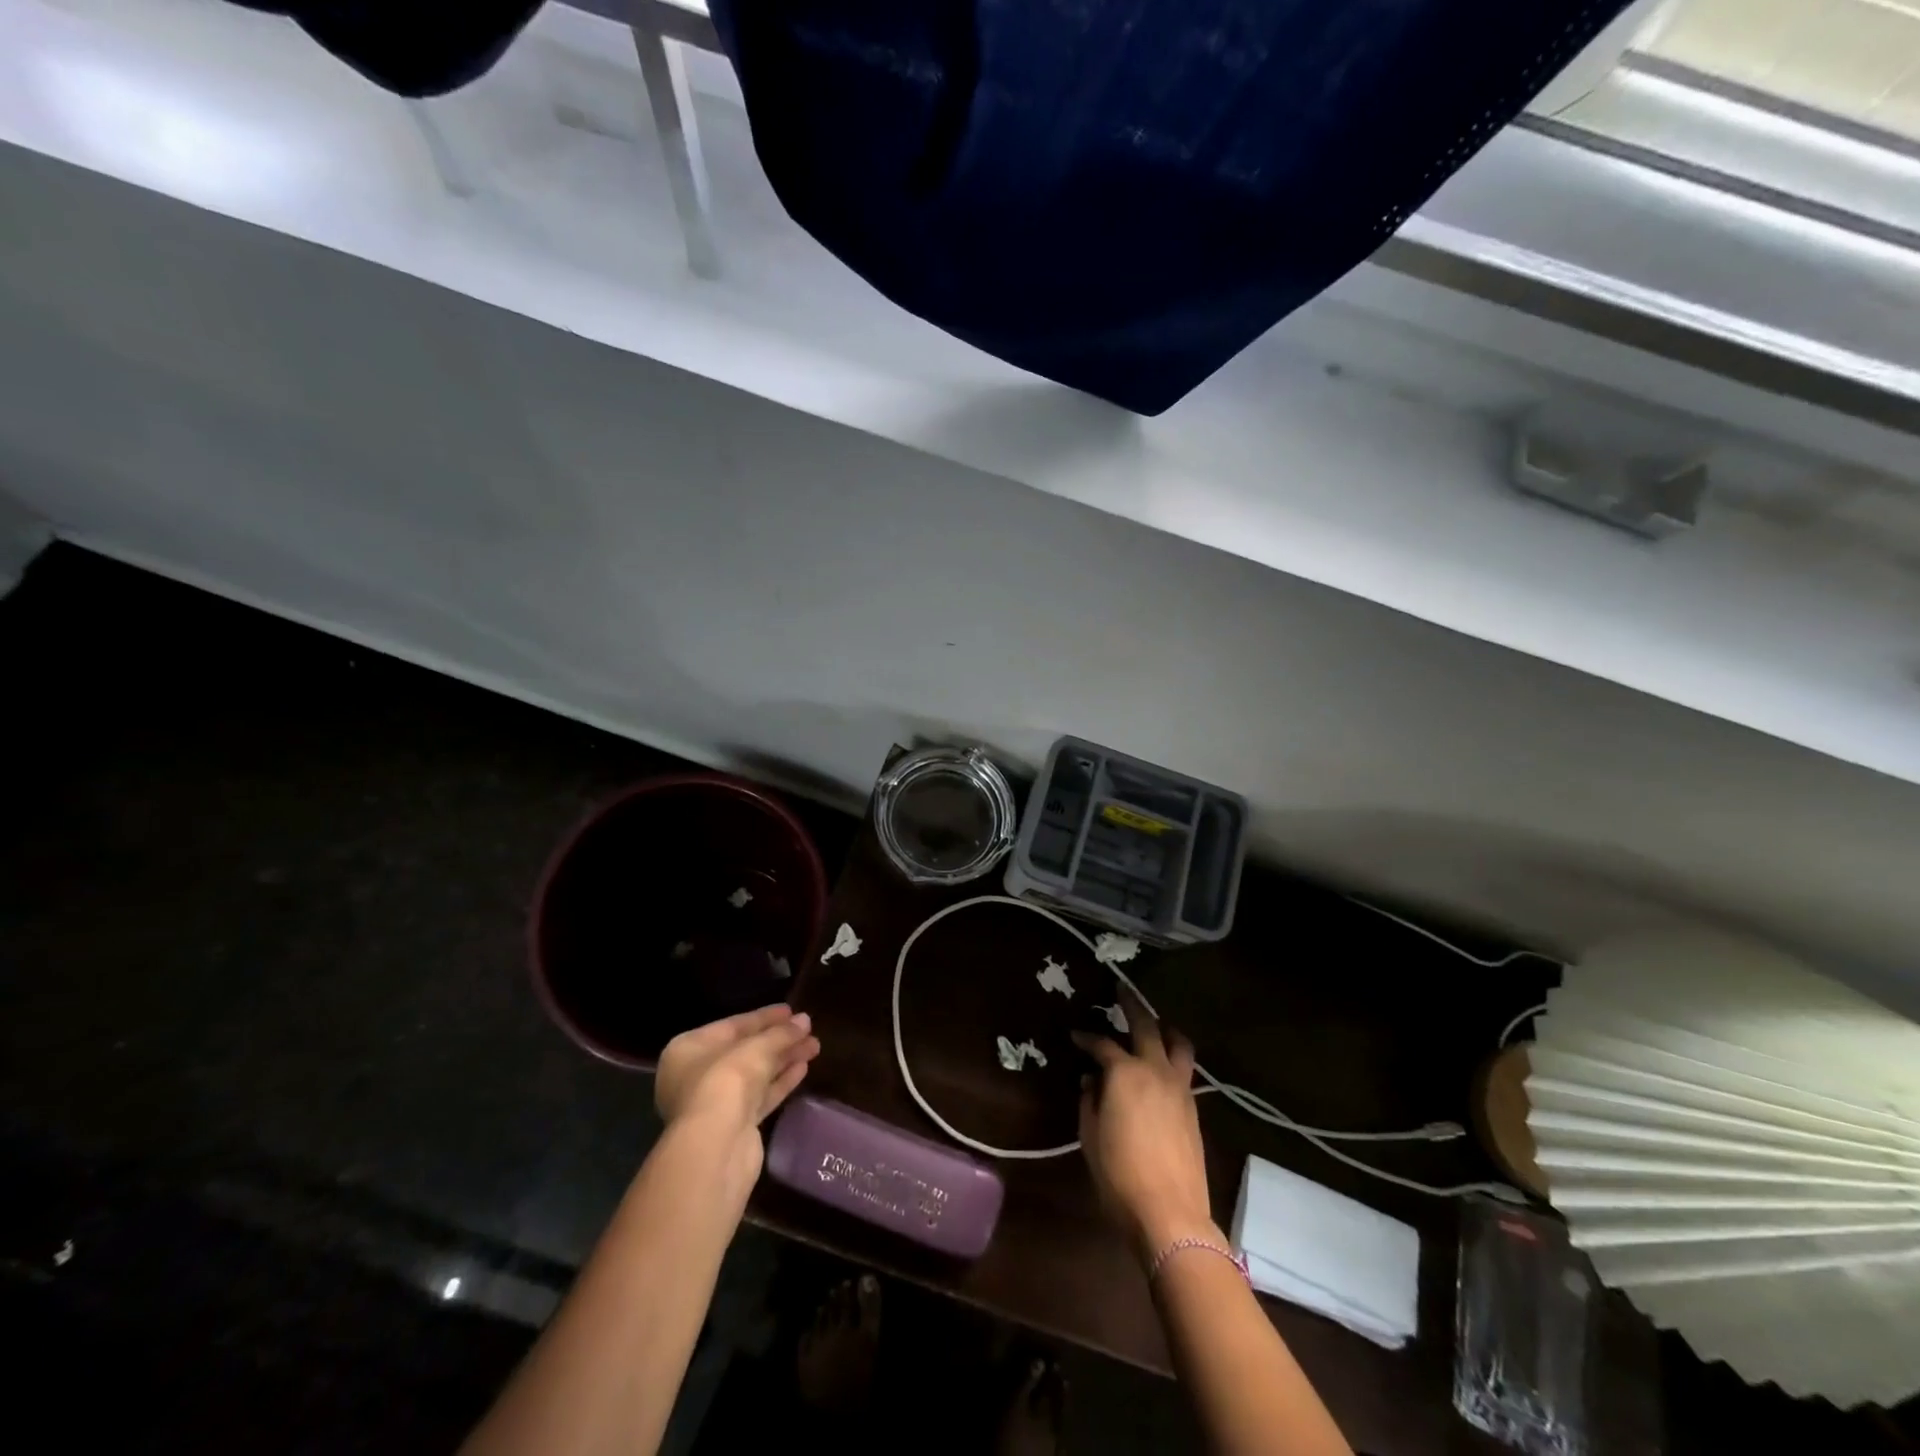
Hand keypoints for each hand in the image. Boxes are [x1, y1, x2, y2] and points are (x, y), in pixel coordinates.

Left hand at [655, 1004, 820, 1176]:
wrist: (715, 1148)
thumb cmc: (725, 1082)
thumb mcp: (756, 1048)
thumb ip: (781, 1033)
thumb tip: (804, 1021)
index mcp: (688, 1050)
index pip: (732, 1026)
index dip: (764, 1017)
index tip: (791, 1010)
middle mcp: (696, 1075)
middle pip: (745, 1051)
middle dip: (778, 1039)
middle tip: (808, 1028)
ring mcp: (715, 1103)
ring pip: (755, 1074)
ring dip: (784, 1059)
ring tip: (814, 1046)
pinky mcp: (734, 1126)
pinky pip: (760, 1096)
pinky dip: (780, 1081)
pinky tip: (803, 1068)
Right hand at [1073, 989, 1215, 1267]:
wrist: (1170, 1214)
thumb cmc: (1119, 1175)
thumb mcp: (1090, 1136)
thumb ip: (1090, 1101)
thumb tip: (1092, 1081)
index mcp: (1125, 1073)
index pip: (1102, 1044)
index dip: (1086, 1037)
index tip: (1075, 1035)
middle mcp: (1155, 1071)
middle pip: (1146, 1027)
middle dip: (1132, 1005)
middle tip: (1121, 990)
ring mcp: (1180, 1089)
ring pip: (1178, 1045)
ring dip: (1164, 1029)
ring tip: (1155, 1025)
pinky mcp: (1193, 1109)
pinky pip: (1184, 1070)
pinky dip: (1172, 1058)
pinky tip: (1161, 1068)